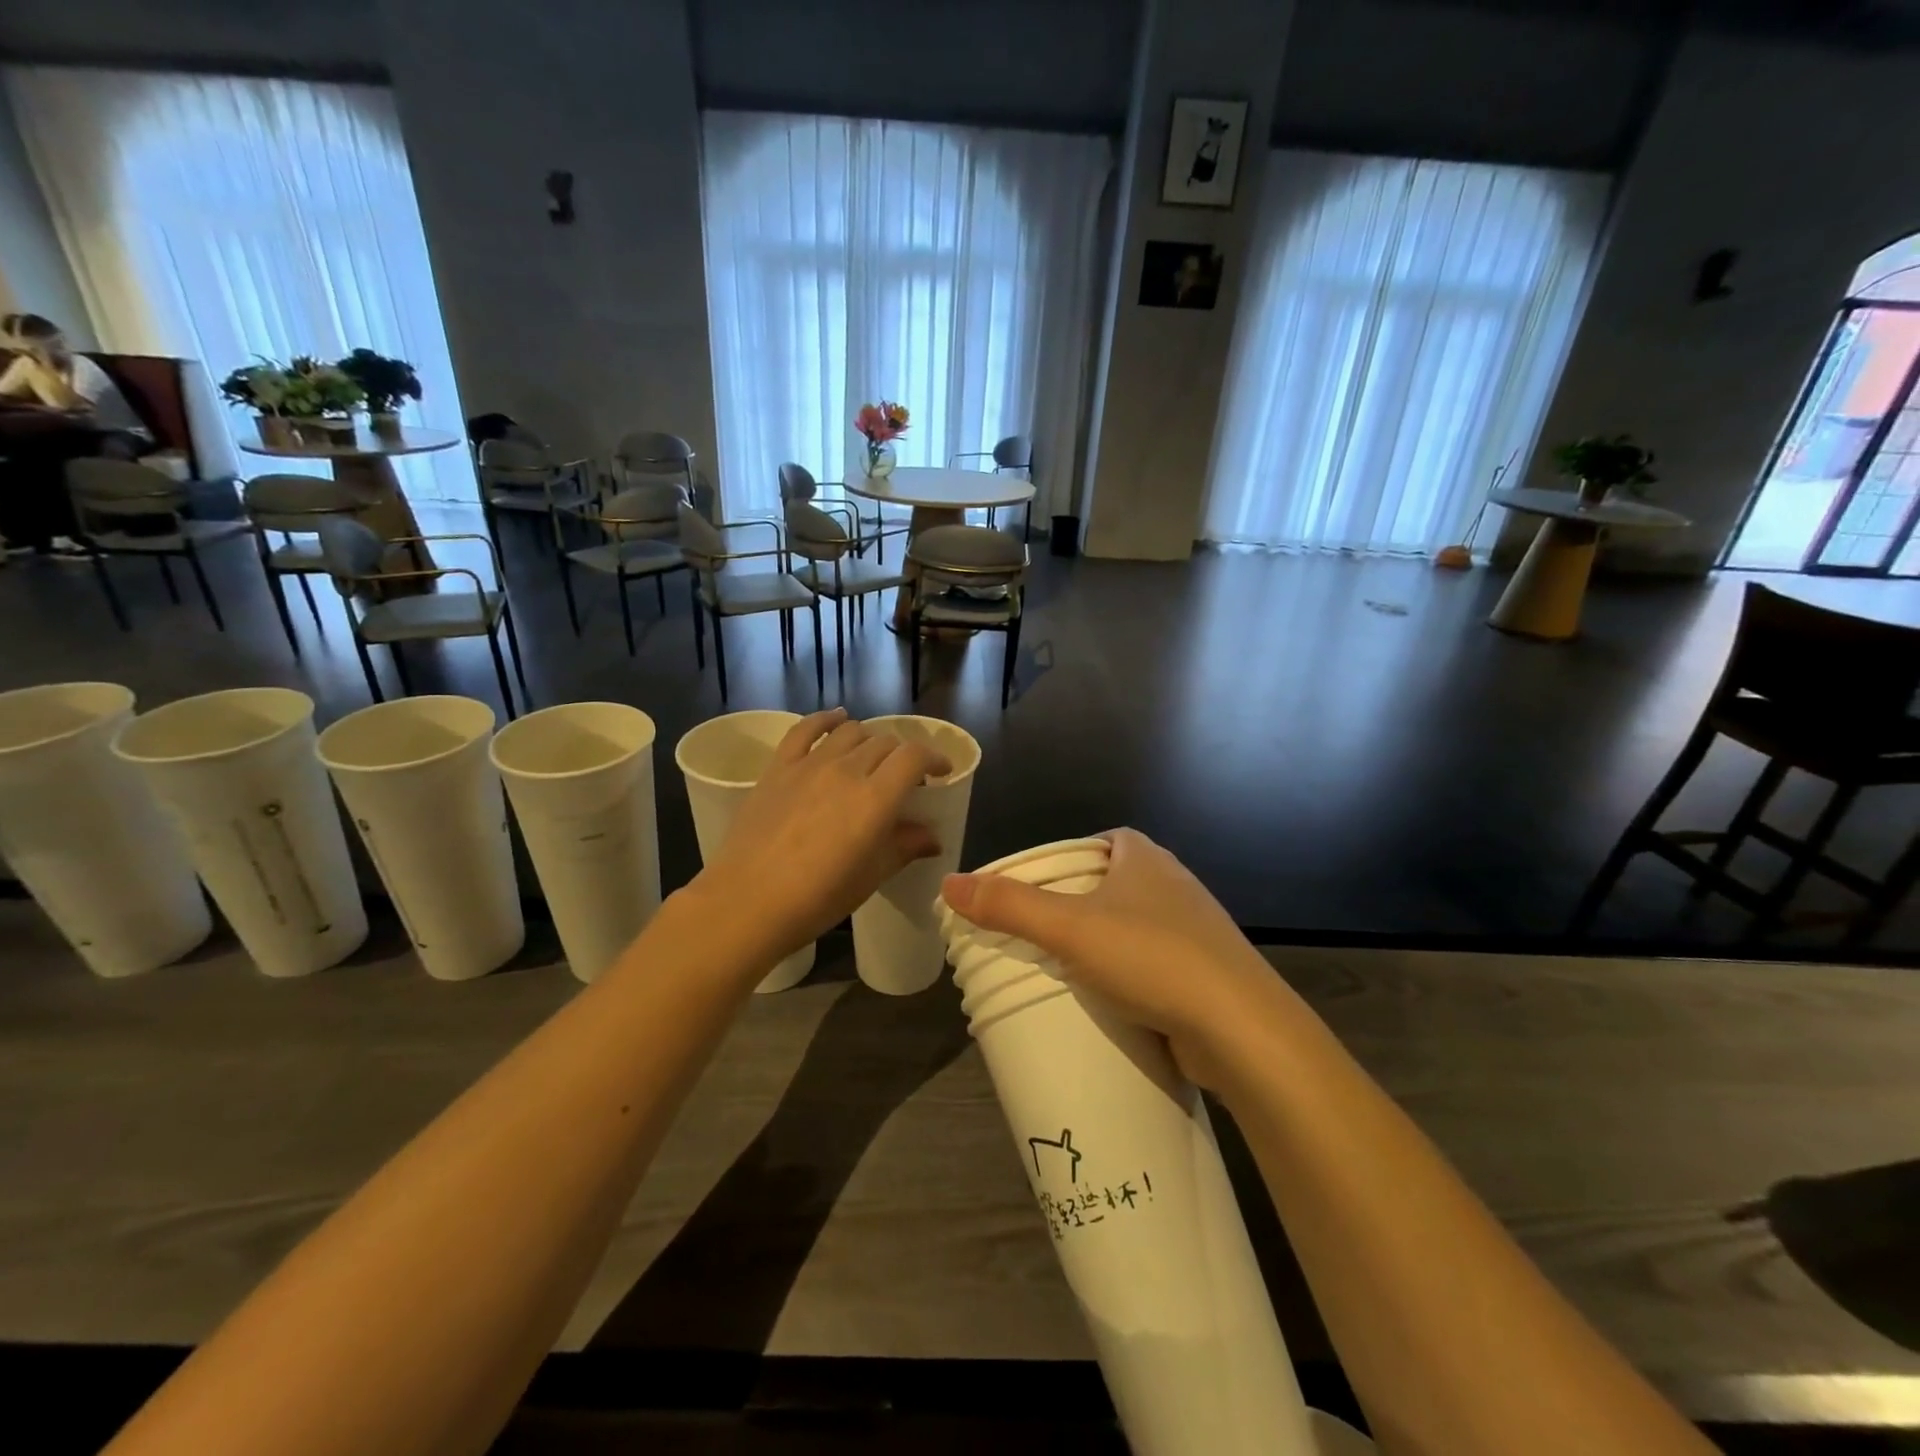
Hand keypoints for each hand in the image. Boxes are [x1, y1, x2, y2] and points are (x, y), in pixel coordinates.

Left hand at [694, 709, 950, 960]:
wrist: (747, 902)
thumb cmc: (817, 898)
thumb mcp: (871, 876)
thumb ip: (904, 847)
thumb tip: (932, 837)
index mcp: (875, 798)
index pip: (914, 756)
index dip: (933, 757)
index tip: (941, 771)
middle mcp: (846, 770)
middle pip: (884, 743)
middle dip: (902, 755)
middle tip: (903, 778)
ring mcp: (809, 765)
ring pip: (850, 732)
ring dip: (869, 739)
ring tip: (871, 757)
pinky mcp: (778, 768)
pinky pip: (804, 729)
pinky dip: (825, 719)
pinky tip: (836, 720)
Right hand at [940, 830, 1284, 1087]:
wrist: (1241, 1029)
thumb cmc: (1151, 958)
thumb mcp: (1069, 928)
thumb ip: (1008, 905)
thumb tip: (948, 884)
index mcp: (1145, 857)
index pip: (1100, 842)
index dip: (1067, 859)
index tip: (1037, 890)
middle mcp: (1174, 883)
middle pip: (1114, 884)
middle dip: (1080, 906)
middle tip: (1040, 934)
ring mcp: (1196, 929)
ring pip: (1136, 926)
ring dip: (1105, 943)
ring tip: (1066, 969)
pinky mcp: (1207, 972)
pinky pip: (1156, 962)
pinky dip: (1132, 975)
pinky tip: (1111, 1000)